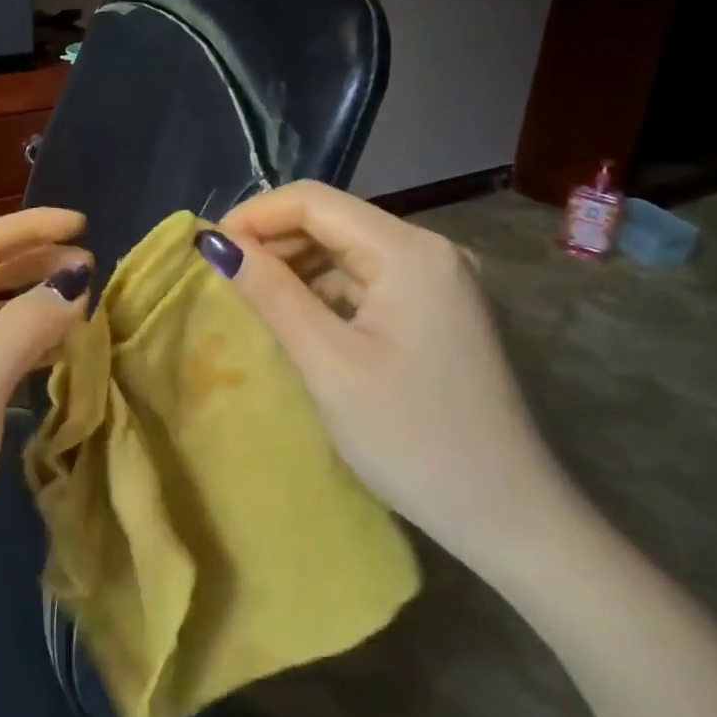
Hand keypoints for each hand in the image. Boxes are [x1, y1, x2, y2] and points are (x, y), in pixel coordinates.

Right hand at [199, 180, 576, 575]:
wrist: (508, 515)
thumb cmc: (411, 438)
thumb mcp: (328, 363)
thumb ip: (271, 293)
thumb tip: (215, 243)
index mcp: (409, 251)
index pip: (314, 201)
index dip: (254, 215)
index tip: (209, 251)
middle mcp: (430, 250)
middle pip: (332, 219)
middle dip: (272, 239)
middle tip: (224, 278)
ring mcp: (439, 279)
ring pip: (347, 248)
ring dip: (296, 264)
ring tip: (252, 297)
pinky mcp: (438, 308)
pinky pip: (368, 278)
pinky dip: (325, 288)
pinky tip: (298, 315)